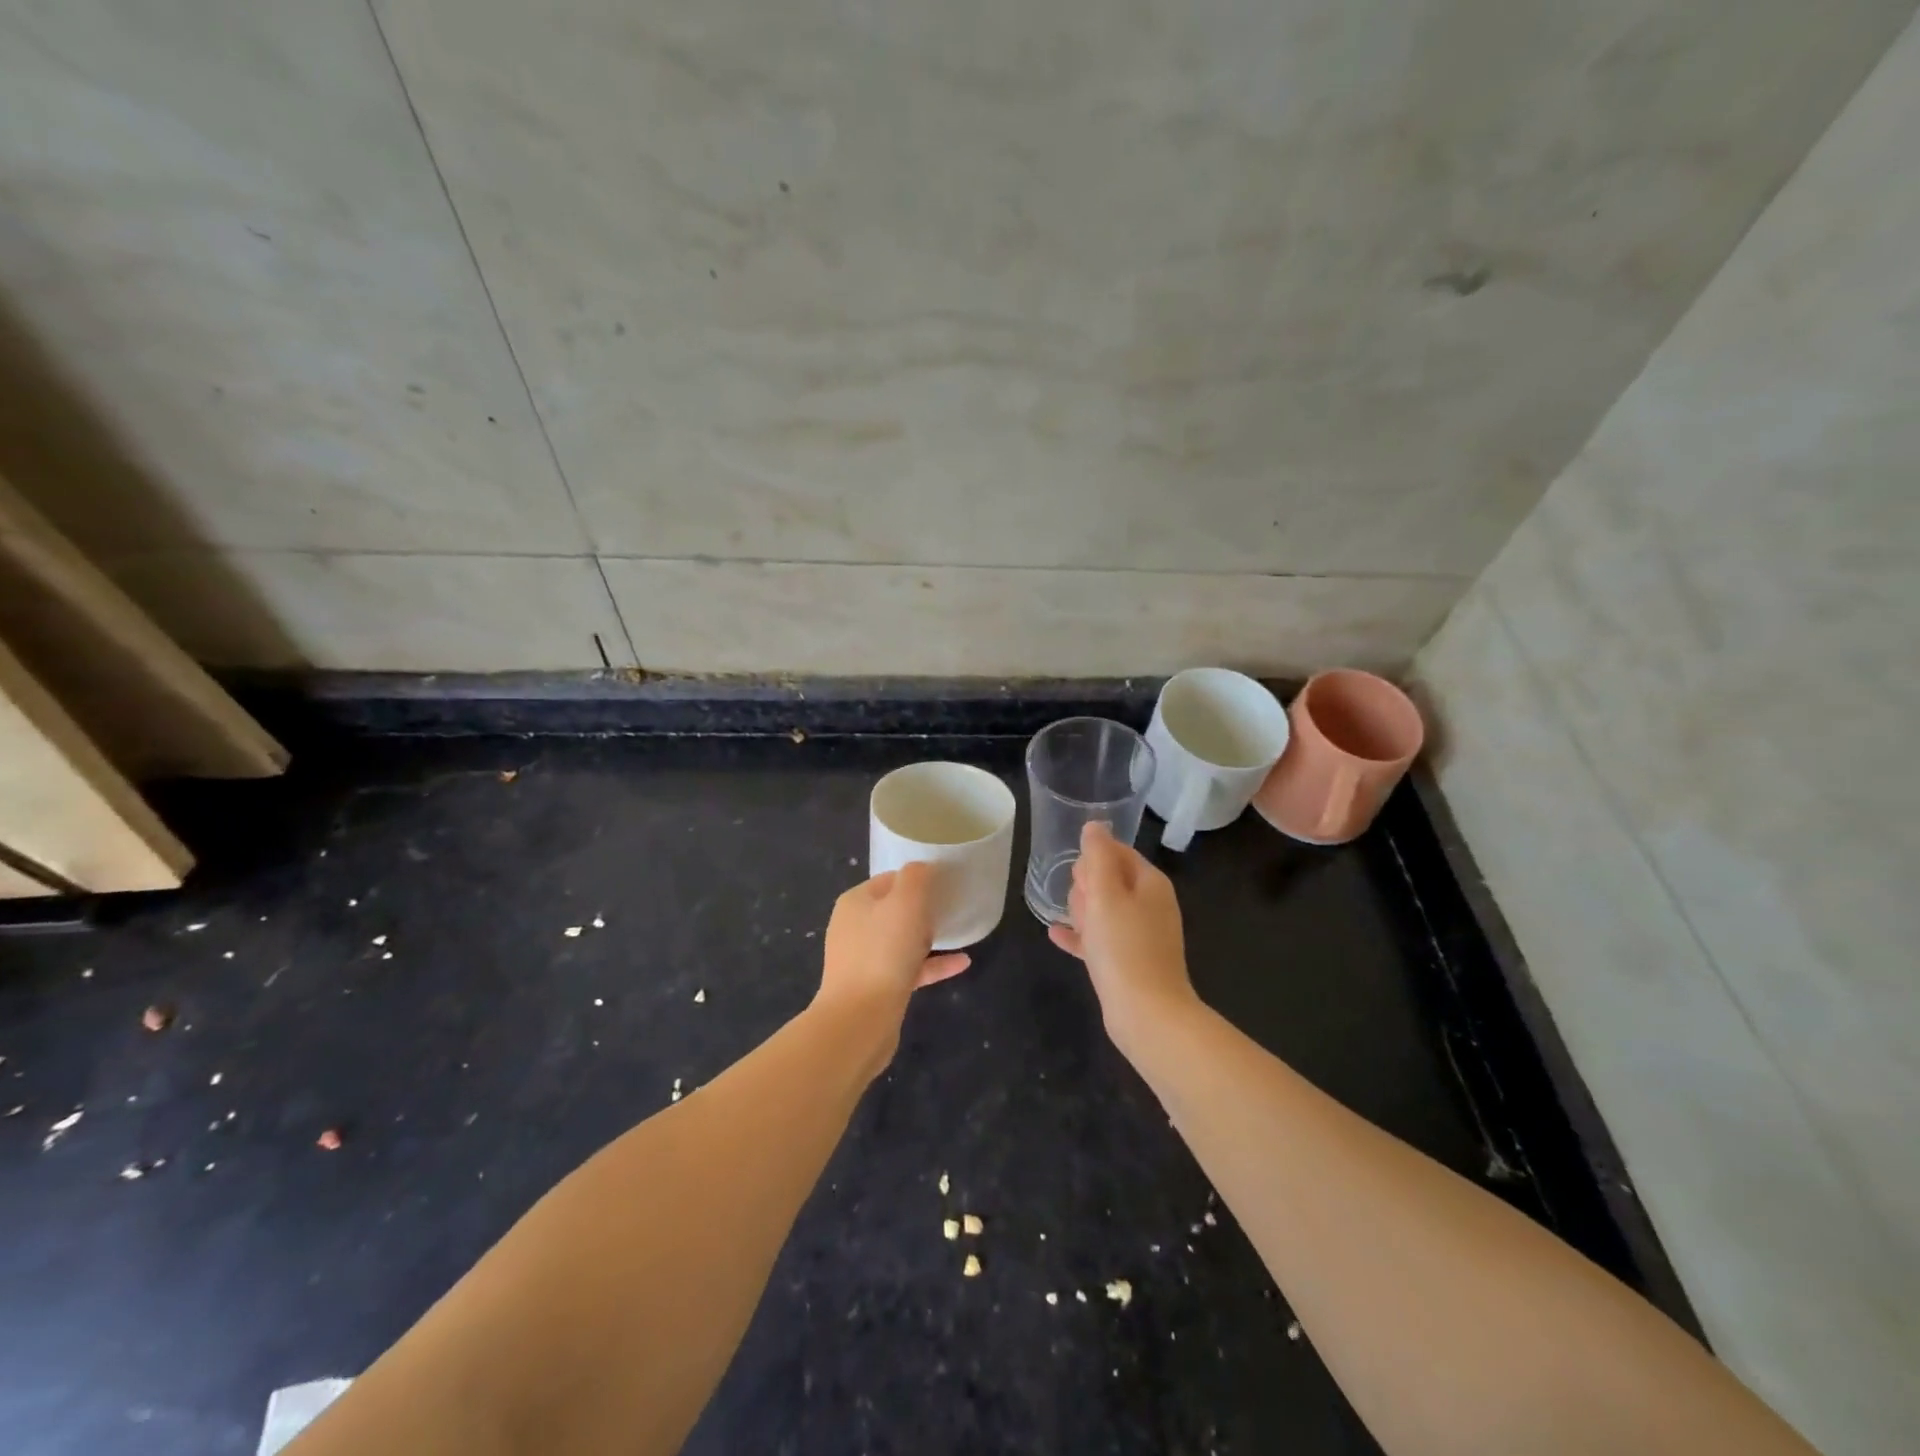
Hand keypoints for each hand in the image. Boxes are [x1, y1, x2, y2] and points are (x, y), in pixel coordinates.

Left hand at [816, 862, 970, 1040]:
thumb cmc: (884, 952)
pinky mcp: (876, 988)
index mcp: (856, 902)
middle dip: (923, 908)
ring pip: (901, 940)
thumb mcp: (906, 902)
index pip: (890, 879)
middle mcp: (854, 927)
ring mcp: (863, 960)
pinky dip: (933, 964)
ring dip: (929, 937)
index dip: (918, 879)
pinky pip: (909, 969)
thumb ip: (917, 877)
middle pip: (895, 909)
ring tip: (957, 933)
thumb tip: (923, 869)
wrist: (860, 1020)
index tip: (945, 884)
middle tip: (951, 908)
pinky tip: (962, 963)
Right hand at [1048, 822, 1198, 1055]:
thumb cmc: (1123, 947)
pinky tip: (1056, 935)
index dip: (1093, 859)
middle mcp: (1150, 905)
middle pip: (1109, 880)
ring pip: (1103, 910)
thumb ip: (1097, 856)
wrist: (1146, 1014)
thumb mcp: (1105, 894)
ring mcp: (1141, 935)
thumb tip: (1094, 825)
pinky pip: (1099, 939)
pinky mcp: (1129, 962)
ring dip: (1082, 911)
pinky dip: (1081, 935)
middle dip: (1087, 887)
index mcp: (1150, 883)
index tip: (1078, 876)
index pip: (1118, 852)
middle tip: (1079, 906)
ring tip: (1068, 921)